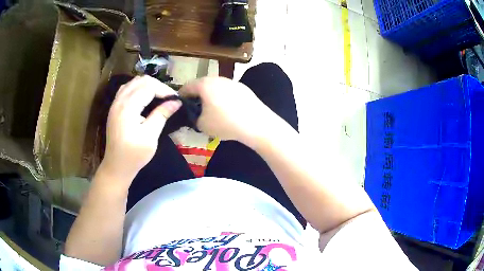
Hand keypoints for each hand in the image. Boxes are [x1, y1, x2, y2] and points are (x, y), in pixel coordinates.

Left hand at [101, 76, 181, 181]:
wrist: (117, 166)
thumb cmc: (134, 155)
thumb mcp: (150, 136)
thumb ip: (162, 115)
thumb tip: (176, 102)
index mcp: (128, 107)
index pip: (149, 87)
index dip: (164, 90)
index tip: (176, 99)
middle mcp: (120, 101)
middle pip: (141, 80)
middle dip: (157, 85)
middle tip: (169, 98)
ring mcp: (115, 103)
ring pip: (134, 82)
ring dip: (148, 85)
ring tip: (159, 96)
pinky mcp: (115, 107)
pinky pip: (127, 88)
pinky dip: (138, 88)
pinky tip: (144, 98)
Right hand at [179, 77, 276, 146]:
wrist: (256, 123)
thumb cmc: (225, 123)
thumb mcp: (202, 125)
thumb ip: (194, 118)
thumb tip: (195, 115)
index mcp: (204, 84)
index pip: (187, 87)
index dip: (181, 96)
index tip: (180, 105)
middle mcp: (218, 79)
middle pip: (202, 85)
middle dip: (197, 96)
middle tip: (195, 108)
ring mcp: (232, 82)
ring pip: (216, 87)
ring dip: (210, 96)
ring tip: (211, 109)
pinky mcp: (244, 88)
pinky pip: (227, 91)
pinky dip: (223, 98)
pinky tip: (227, 110)